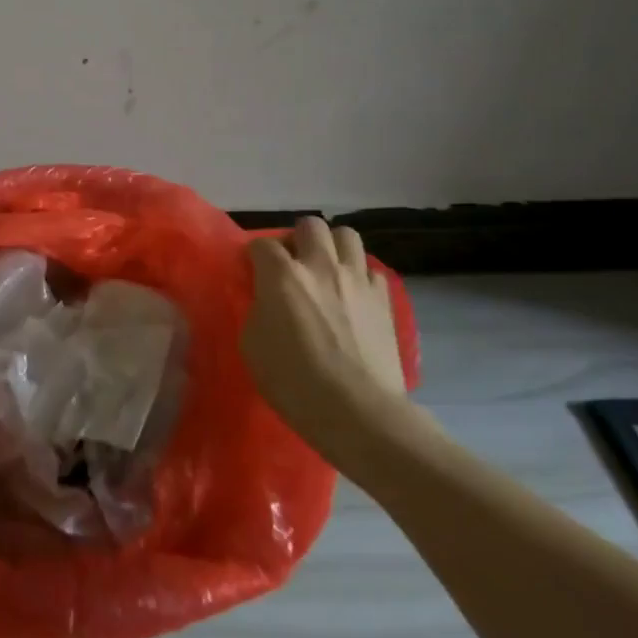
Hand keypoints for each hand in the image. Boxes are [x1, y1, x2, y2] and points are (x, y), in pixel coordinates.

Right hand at [240, 218, 414, 464]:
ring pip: (346, 235)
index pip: (261, 244)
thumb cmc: (294, 382)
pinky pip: (370, 269)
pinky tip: (351, 296)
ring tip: (324, 271)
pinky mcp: (385, 299)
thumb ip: (257, 309)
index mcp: (283, 276)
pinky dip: (358, 275)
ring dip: (331, 247)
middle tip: (291, 265)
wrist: (358, 412)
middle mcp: (321, 266)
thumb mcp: (253, 344)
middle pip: (310, 225)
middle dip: (296, 239)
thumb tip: (265, 298)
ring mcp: (357, 280)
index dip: (254, 256)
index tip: (252, 273)